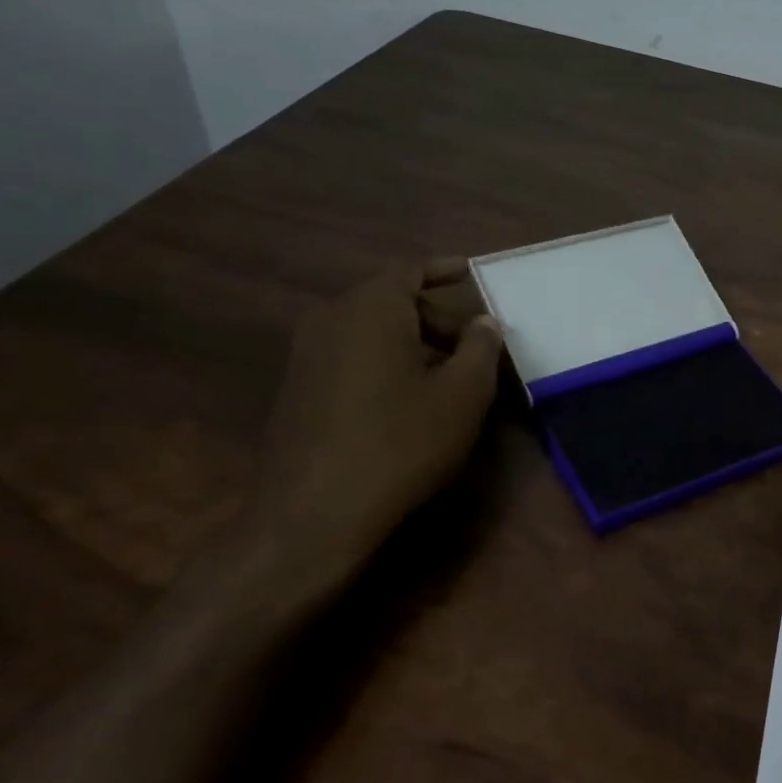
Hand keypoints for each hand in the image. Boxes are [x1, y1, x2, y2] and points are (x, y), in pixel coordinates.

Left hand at [246, 259, 502, 581]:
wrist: (315, 513)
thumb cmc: (402, 442)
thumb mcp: (463, 394)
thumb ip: (480, 348)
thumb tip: (484, 322)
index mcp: (371, 308)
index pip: (410, 271)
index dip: (444, 270)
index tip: (470, 270)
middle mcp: (331, 319)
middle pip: (390, 302)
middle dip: (435, 317)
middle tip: (473, 344)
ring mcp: (306, 356)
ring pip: (369, 332)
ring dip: (411, 343)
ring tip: (447, 375)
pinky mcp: (297, 390)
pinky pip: (350, 358)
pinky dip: (384, 363)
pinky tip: (407, 400)